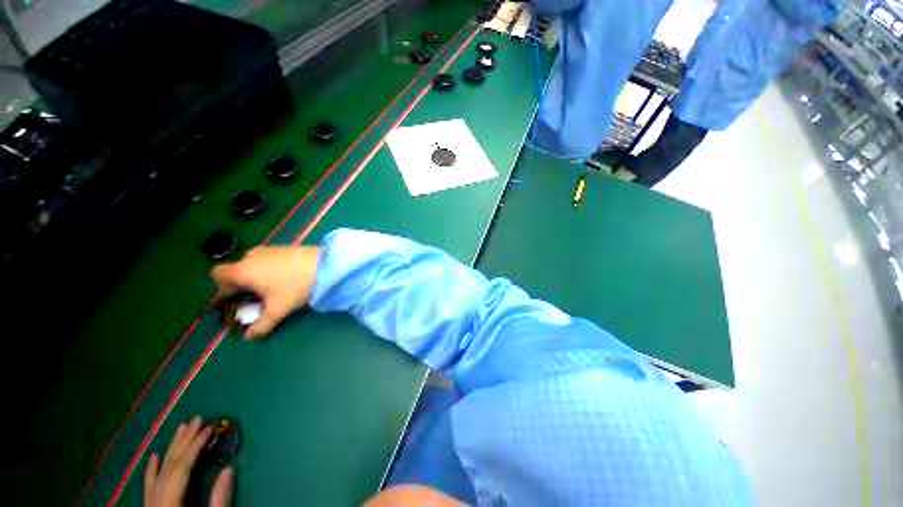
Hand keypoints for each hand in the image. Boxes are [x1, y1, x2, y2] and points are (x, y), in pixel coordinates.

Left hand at [144, 416, 233, 506]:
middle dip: (183, 442)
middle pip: (168, 468)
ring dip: (170, 450)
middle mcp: (155, 504)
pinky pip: (147, 488)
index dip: (194, 448)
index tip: (209, 429)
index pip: (180, 471)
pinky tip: (154, 456)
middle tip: (197, 419)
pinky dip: (151, 471)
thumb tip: (230, 469)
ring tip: (181, 429)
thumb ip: (219, 500)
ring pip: (157, 474)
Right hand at [211, 245, 320, 338]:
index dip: (223, 287)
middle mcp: (252, 256)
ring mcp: (270, 248)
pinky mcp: (286, 247)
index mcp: (243, 270)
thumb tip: (249, 337)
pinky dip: (271, 266)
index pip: (217, 274)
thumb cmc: (296, 287)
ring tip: (275, 287)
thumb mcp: (278, 309)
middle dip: (243, 282)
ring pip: (254, 262)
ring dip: (258, 274)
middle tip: (259, 295)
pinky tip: (288, 276)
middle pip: (237, 268)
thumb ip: (261, 325)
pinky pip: (269, 257)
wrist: (326, 265)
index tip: (238, 297)